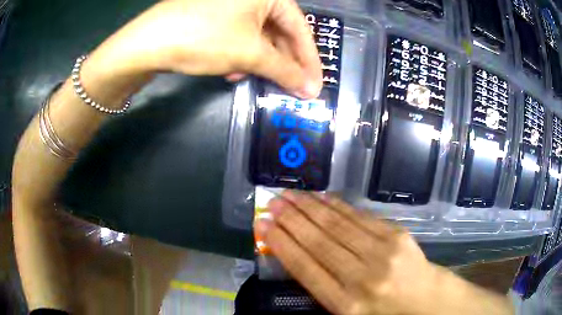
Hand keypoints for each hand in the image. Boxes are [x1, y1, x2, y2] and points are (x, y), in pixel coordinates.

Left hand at [90, 0, 322, 98]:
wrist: (148, 41)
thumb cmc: (204, 38)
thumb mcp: (249, 54)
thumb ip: (284, 70)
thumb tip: (310, 89)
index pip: (300, 27)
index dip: (309, 59)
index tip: (315, 85)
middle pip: (279, 31)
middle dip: (283, 62)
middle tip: (292, 88)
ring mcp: (231, 4)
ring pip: (258, 35)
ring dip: (260, 61)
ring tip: (257, 80)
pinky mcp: (215, 14)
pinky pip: (239, 35)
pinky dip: (241, 54)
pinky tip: (232, 70)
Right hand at [256, 191, 439, 314]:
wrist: (425, 301)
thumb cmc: (382, 314)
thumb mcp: (347, 312)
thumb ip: (322, 288)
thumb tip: (295, 254)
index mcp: (345, 304)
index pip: (305, 268)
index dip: (282, 244)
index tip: (263, 225)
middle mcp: (362, 278)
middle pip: (319, 242)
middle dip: (291, 219)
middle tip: (271, 202)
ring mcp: (383, 253)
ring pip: (338, 225)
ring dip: (310, 207)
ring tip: (290, 195)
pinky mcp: (397, 236)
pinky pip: (360, 217)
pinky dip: (338, 206)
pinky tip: (322, 197)